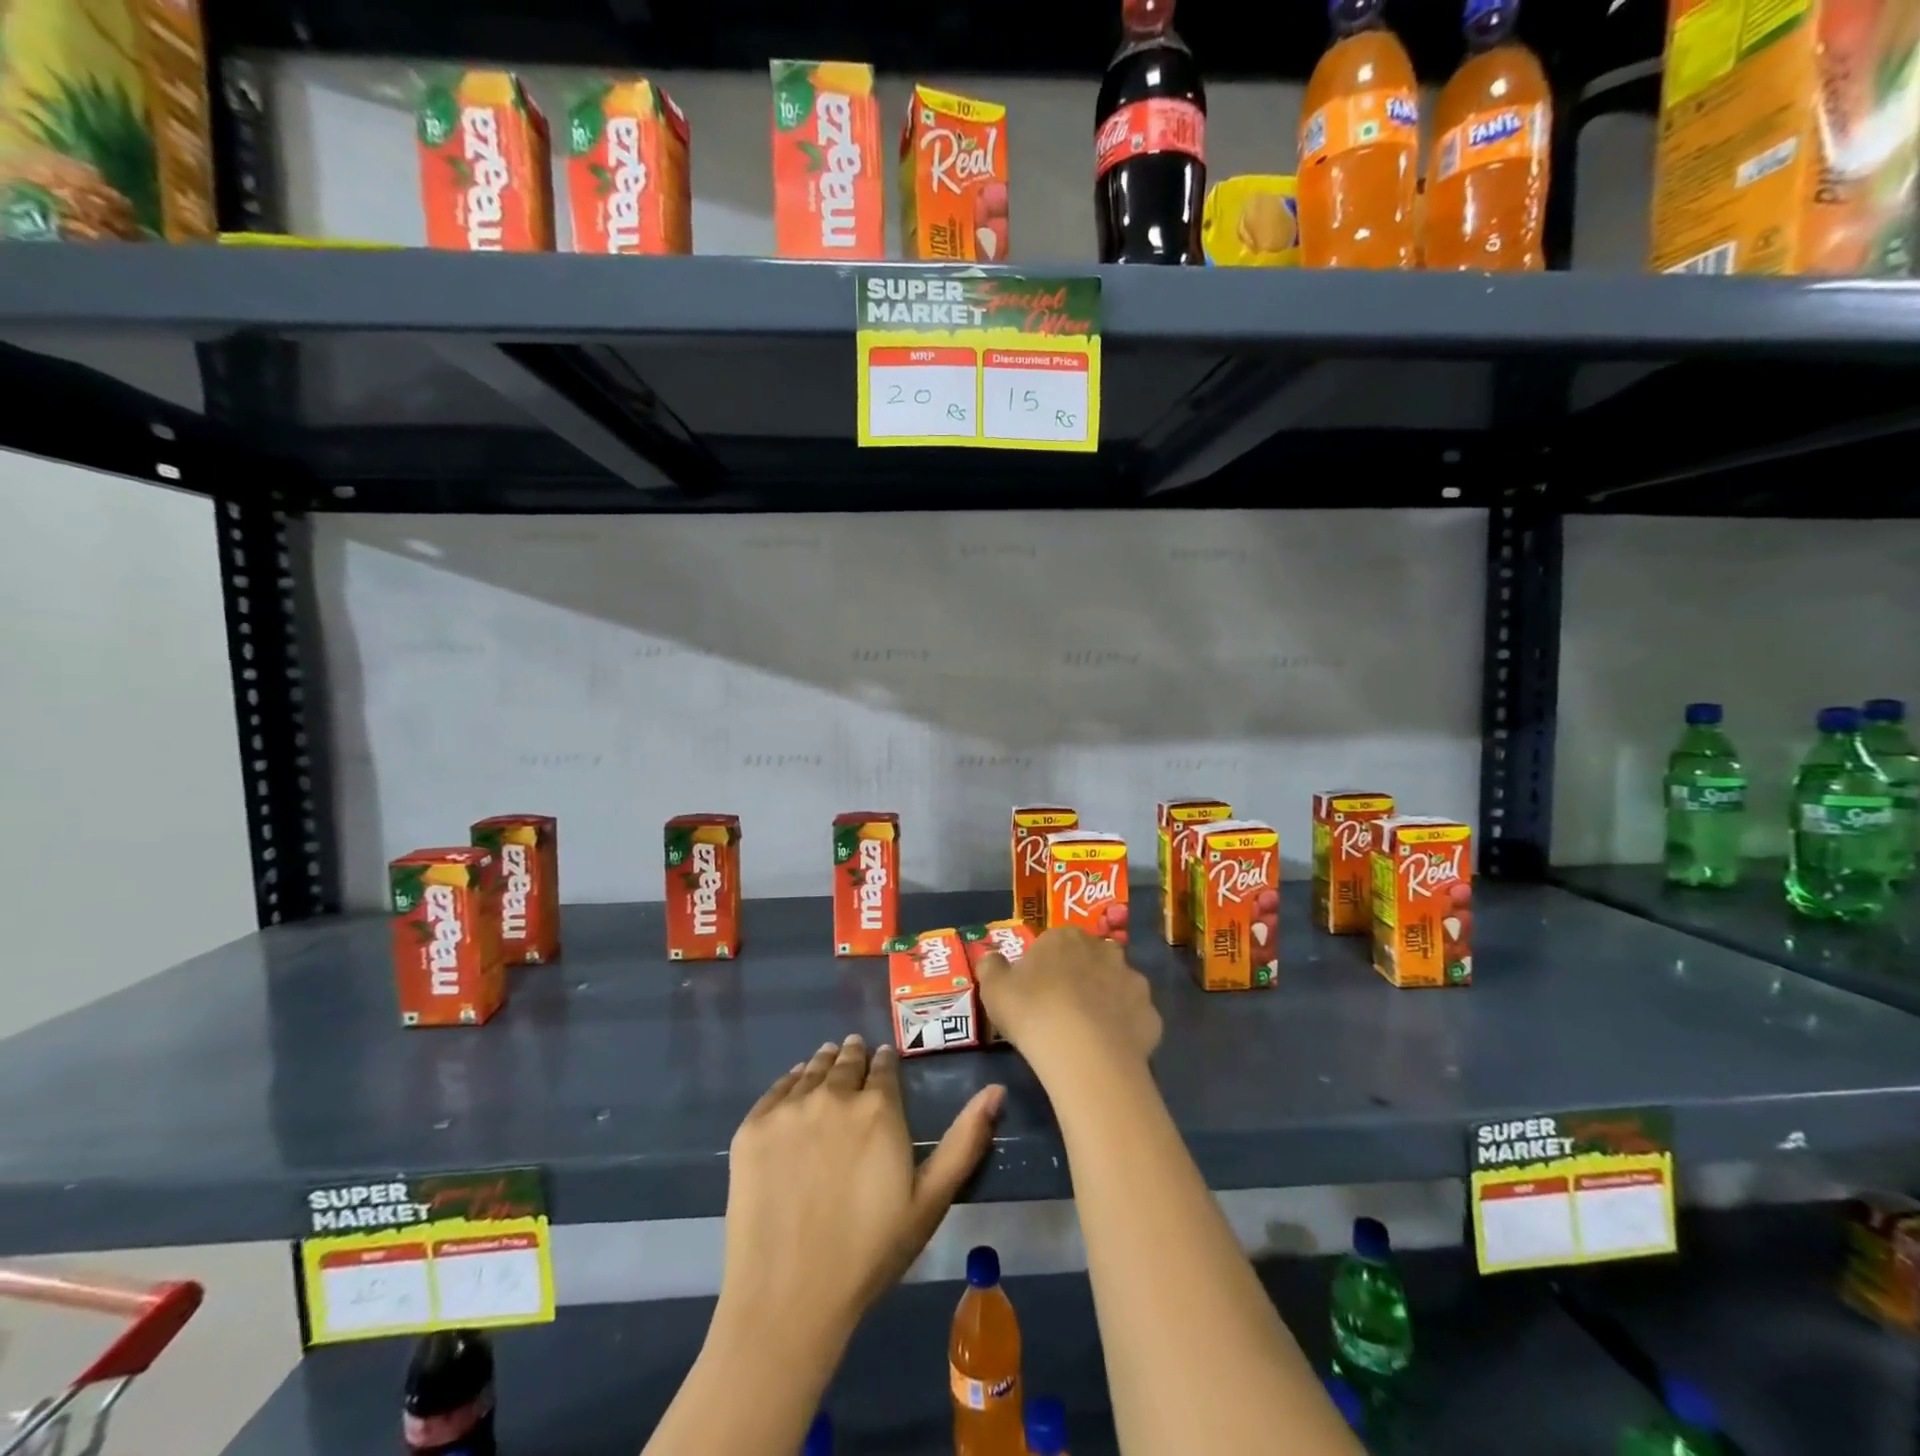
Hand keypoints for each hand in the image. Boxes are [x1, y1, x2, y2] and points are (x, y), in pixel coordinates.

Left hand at [716, 1035, 1003, 1354]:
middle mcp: (834, 1094)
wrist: (787, 1298)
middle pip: (846, 1060)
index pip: (883, 1066)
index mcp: (878, 1107)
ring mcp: (788, 1108)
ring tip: (829, 1061)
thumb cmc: (869, 1253)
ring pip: (812, 1068)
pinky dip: (790, 1082)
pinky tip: (795, 1087)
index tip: (883, 1064)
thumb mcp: (930, 1201)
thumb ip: (965, 1140)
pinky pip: (775, 1088)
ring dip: (824, 1063)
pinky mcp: (752, 1128)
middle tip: (855, 1056)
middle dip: (855, 1057)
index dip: (884, 1063)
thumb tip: (996, 1090)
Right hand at [975, 927, 1161, 1078]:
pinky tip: (1109, 1050)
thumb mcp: (994, 989)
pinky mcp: (1151, 1015)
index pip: (1056, 942)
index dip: (1046, 964)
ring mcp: (1133, 982)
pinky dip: (1124, 1029)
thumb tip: (991, 956)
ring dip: (1106, 1001)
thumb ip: (991, 967)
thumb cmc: (1033, 1012)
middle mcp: (1105, 950)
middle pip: (1091, 959)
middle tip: (1062, 1008)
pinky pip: (1134, 1019)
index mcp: (1066, 938)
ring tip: (1088, 1033)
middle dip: (1081, 977)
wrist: (1085, 1055)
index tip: (1036, 989)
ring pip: (1117, 986)